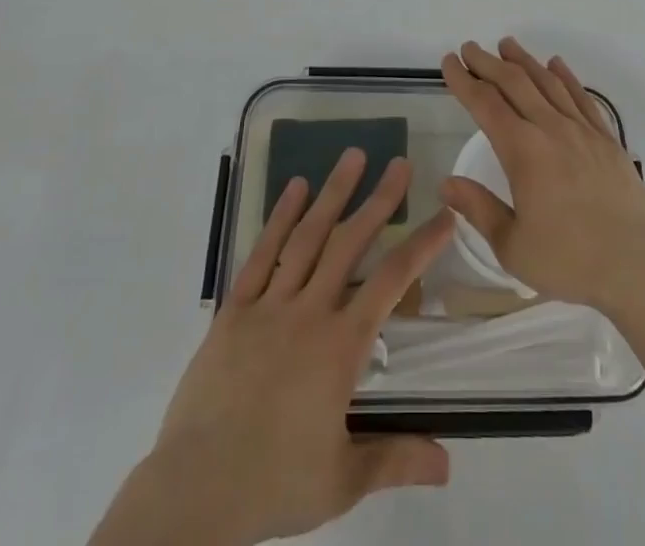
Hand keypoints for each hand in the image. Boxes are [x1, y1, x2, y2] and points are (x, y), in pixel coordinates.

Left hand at [94, 150, 455, 545]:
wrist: (196, 488)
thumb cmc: (274, 483)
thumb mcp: (342, 481)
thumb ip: (395, 459)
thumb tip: (448, 462)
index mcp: (340, 347)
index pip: (391, 283)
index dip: (421, 246)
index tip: (444, 216)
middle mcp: (309, 312)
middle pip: (350, 244)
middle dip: (379, 201)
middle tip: (399, 164)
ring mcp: (269, 305)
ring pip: (308, 238)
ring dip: (333, 194)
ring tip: (352, 156)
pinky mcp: (235, 309)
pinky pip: (261, 254)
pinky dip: (280, 218)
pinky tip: (294, 188)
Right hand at [439, 39, 644, 322]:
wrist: (639, 266)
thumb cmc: (570, 261)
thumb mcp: (513, 246)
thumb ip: (479, 209)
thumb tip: (446, 183)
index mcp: (523, 152)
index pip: (485, 104)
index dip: (464, 81)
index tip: (449, 63)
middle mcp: (551, 129)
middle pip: (514, 83)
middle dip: (488, 63)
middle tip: (469, 48)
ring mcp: (583, 130)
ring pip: (548, 82)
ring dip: (524, 60)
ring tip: (506, 45)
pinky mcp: (607, 139)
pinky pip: (582, 97)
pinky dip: (566, 76)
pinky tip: (556, 64)